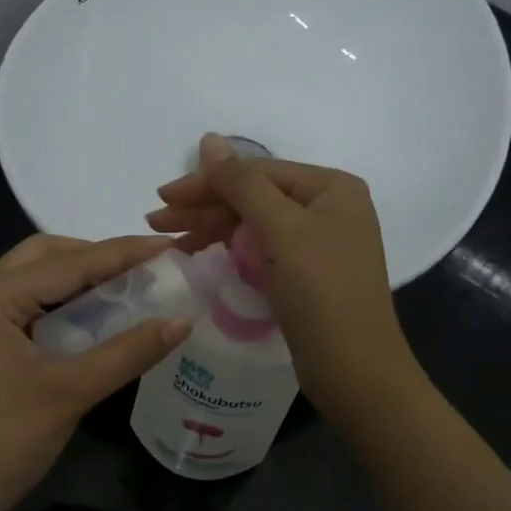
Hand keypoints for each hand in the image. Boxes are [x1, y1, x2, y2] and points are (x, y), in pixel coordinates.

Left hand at [0, 234, 191, 510]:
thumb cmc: (3, 442)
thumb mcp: (71, 392)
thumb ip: (128, 351)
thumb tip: (183, 320)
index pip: (69, 262)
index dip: (124, 252)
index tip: (171, 245)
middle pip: (44, 256)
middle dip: (95, 256)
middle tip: (144, 268)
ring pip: (33, 281)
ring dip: (77, 279)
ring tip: (127, 287)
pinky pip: (25, 308)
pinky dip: (60, 305)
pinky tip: (92, 319)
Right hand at [147, 135, 417, 418]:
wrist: (355, 371)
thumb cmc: (321, 292)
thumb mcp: (281, 229)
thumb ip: (241, 183)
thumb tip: (208, 139)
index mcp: (331, 187)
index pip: (257, 171)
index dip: (206, 182)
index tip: (161, 197)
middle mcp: (329, 208)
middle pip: (255, 197)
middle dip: (205, 207)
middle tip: (156, 222)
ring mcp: (319, 243)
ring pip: (255, 225)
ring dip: (212, 229)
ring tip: (169, 242)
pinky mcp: (307, 275)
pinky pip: (262, 251)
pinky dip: (231, 251)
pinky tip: (202, 255)